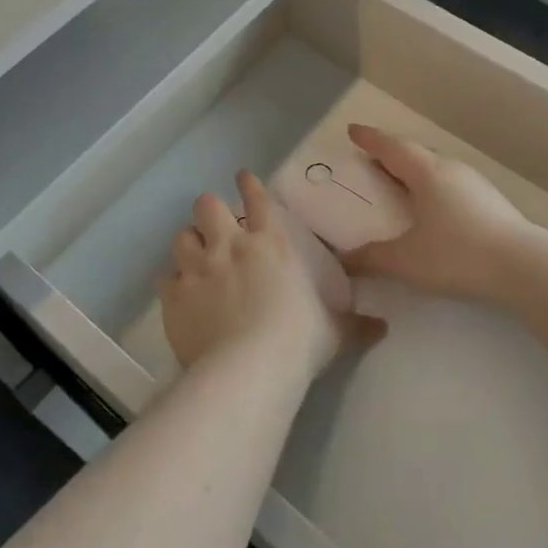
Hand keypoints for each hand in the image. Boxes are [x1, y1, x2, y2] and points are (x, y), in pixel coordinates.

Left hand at [160, 171, 385, 380]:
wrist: (248, 369)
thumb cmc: (298, 341)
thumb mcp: (333, 332)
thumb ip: (355, 324)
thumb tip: (383, 327)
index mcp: (270, 244)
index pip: (257, 199)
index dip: (248, 184)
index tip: (242, 178)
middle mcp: (229, 246)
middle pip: (207, 205)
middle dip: (209, 210)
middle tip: (214, 224)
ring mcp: (197, 268)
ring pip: (181, 236)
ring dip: (188, 243)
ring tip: (194, 256)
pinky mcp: (174, 295)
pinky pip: (165, 278)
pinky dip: (172, 282)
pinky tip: (178, 292)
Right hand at [341, 124, 535, 304]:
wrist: (524, 267)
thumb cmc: (457, 254)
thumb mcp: (406, 260)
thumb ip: (372, 258)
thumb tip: (344, 259)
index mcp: (426, 173)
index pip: (391, 147)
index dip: (370, 139)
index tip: (353, 131)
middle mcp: (450, 169)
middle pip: (414, 154)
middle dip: (391, 155)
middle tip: (372, 161)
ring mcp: (475, 183)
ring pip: (436, 168)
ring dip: (414, 172)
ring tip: (399, 185)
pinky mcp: (491, 201)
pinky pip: (451, 184)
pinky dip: (433, 188)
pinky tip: (433, 209)